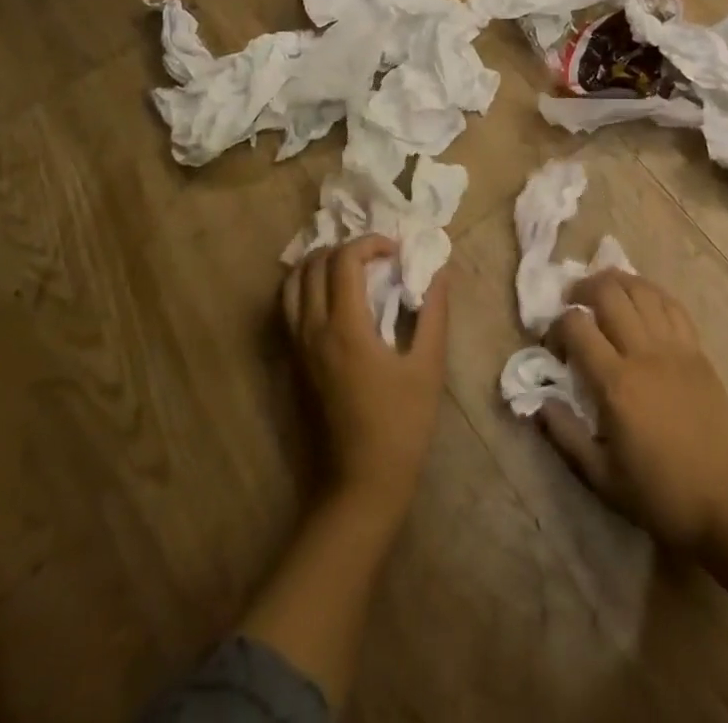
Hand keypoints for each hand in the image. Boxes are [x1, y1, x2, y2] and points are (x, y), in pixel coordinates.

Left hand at [281, 237, 448, 516]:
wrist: (360, 484)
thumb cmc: (401, 425)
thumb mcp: (428, 366)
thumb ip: (433, 313)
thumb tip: (439, 272)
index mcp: (345, 327)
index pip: (344, 259)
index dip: (371, 243)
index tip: (397, 252)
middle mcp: (313, 330)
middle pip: (313, 264)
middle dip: (345, 248)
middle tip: (376, 258)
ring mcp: (297, 347)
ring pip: (292, 284)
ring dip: (319, 264)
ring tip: (351, 270)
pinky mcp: (293, 363)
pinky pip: (288, 308)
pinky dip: (306, 287)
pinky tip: (334, 298)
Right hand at [542, 271, 727, 553]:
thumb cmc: (663, 496)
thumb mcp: (603, 479)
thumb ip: (566, 436)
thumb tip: (539, 401)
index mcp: (616, 384)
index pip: (576, 326)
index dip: (556, 326)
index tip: (554, 346)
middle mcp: (644, 353)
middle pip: (609, 293)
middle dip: (582, 289)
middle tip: (573, 304)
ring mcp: (675, 347)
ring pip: (641, 289)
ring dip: (616, 282)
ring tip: (603, 294)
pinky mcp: (698, 350)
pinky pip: (672, 305)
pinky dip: (650, 293)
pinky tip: (641, 301)